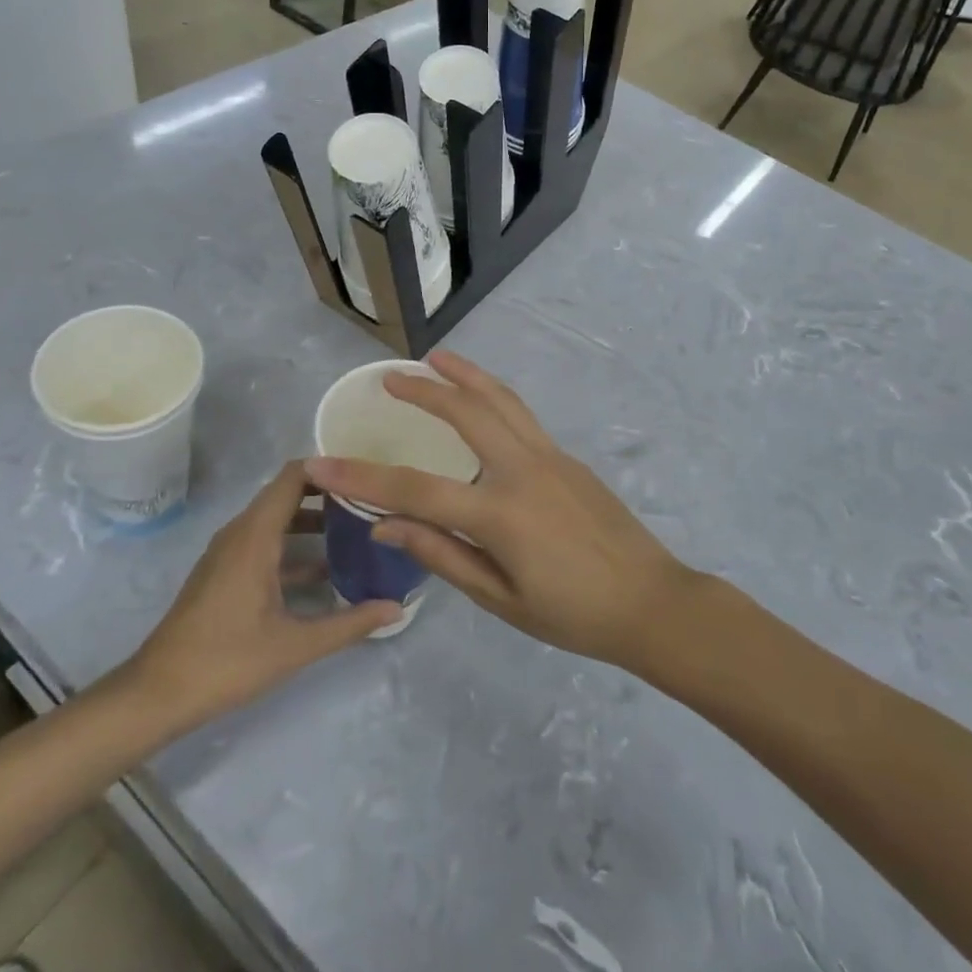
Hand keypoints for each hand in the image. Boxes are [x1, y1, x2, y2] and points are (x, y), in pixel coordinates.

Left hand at [121, 463, 400, 737]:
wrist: (156, 694)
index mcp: (256, 534)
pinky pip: (266, 540)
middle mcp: (241, 531)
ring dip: (314, 520)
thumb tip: (398, 607)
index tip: (367, 474)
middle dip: (330, 493)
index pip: (295, 475)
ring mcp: (230, 551)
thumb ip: (349, 623)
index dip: (331, 467)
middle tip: (372, 501)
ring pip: (278, 518)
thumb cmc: (226, 661)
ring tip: (358, 530)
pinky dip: (295, 544)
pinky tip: (326, 571)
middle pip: (289, 492)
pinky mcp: (225, 571)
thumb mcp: (295, 645)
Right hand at [306, 352, 698, 669]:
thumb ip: (442, 554)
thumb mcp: (500, 598)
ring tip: (435, 358)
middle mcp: (522, 469)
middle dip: (423, 390)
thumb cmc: (573, 614)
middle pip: (464, 412)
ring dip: (464, 374)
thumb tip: (386, 524)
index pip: (416, 489)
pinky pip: (520, 413)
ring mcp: (549, 455)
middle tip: (390, 377)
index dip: (363, 476)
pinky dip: (492, 394)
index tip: (321, 462)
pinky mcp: (566, 456)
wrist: (651, 602)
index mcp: (500, 513)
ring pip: (499, 399)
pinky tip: (480, 397)